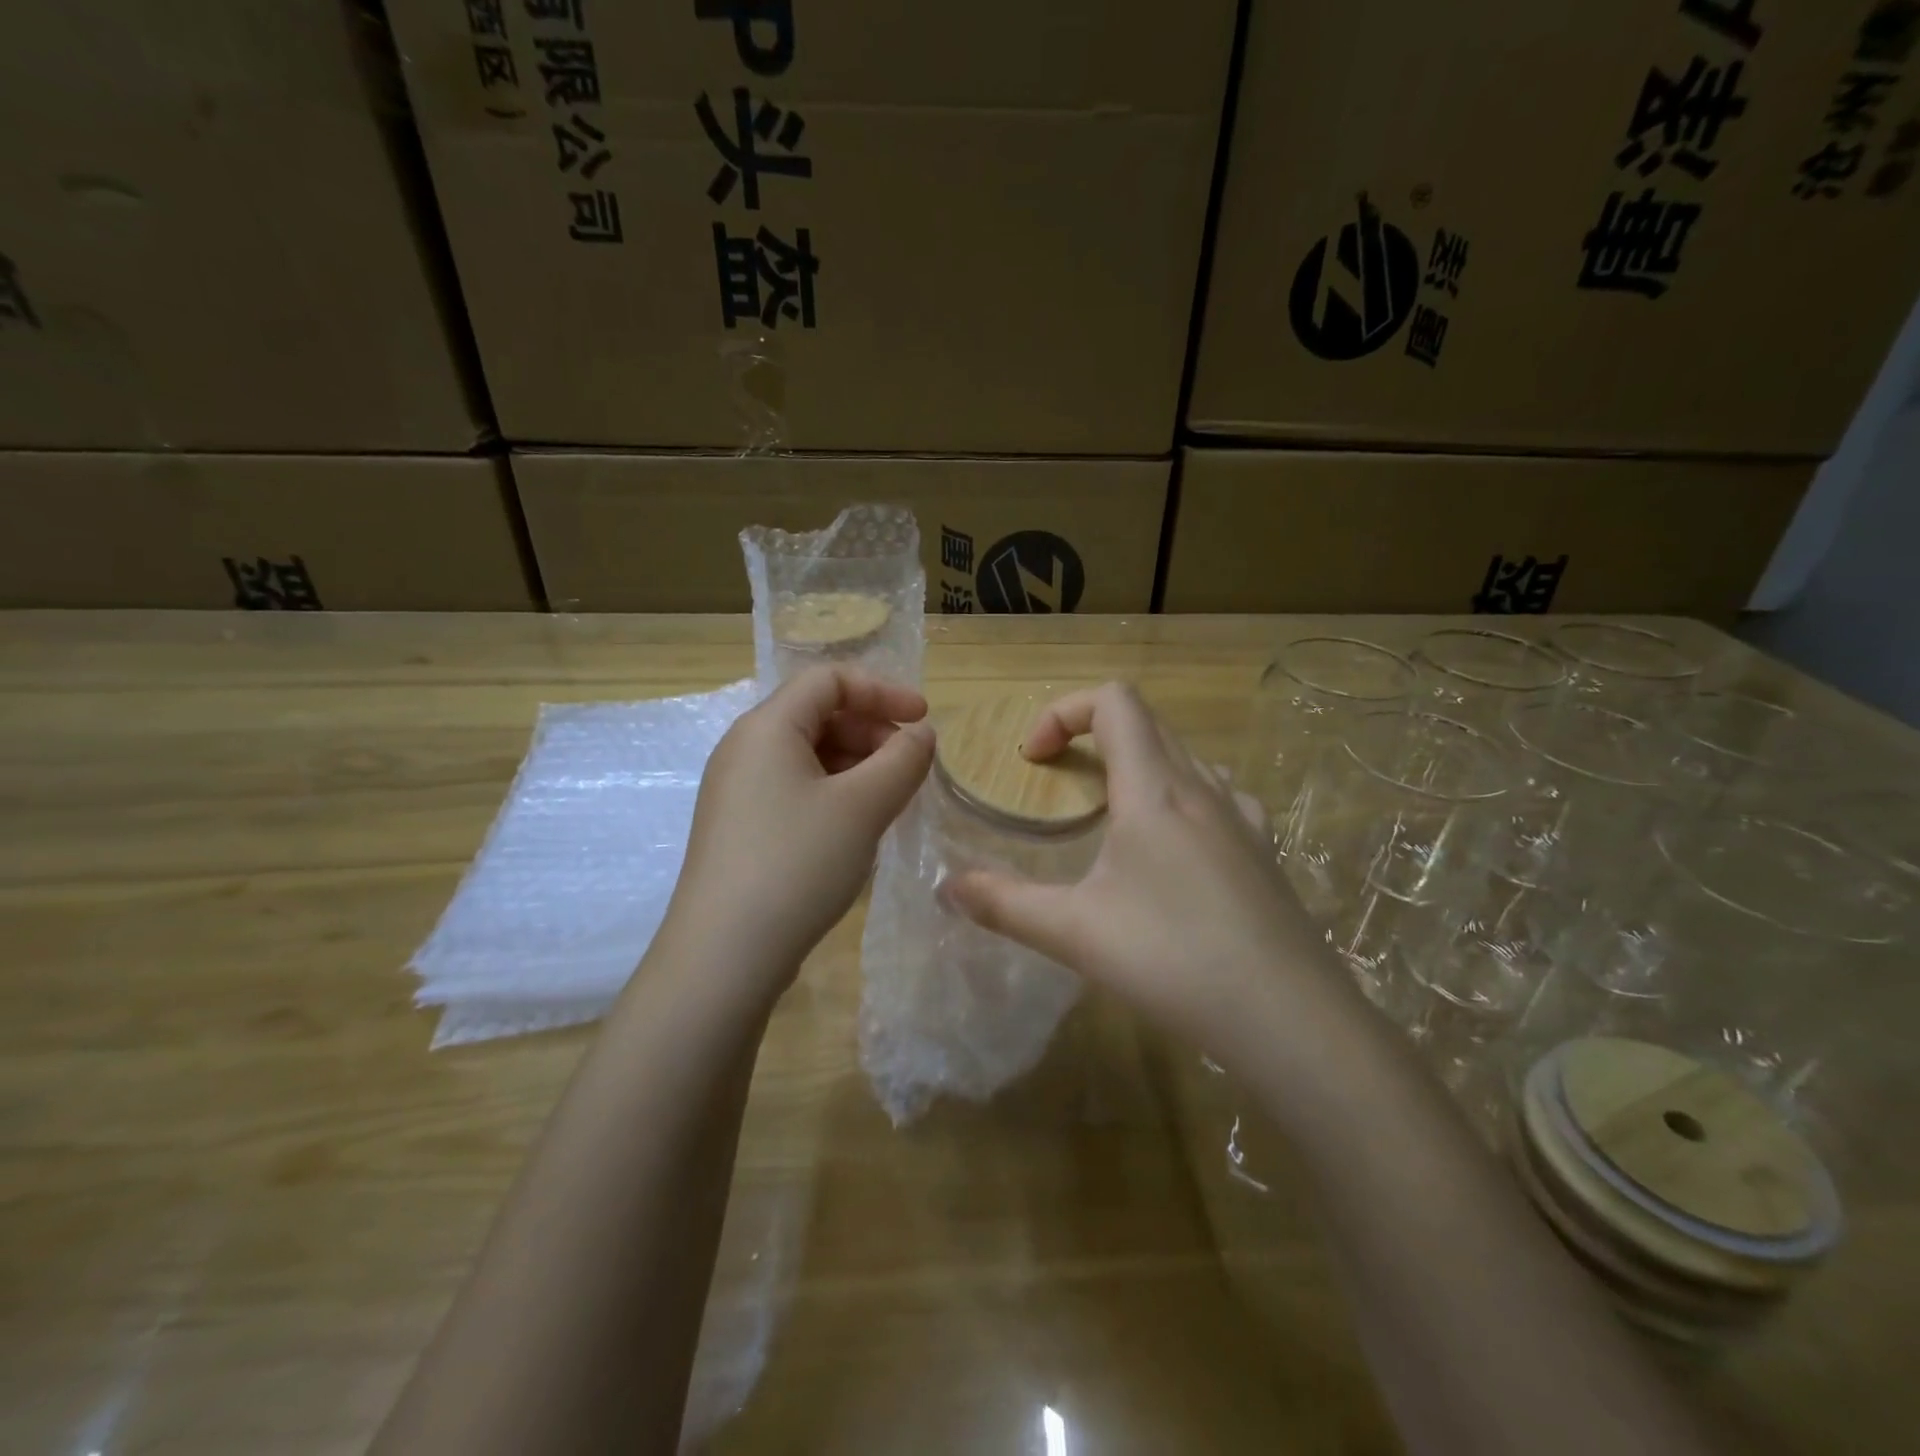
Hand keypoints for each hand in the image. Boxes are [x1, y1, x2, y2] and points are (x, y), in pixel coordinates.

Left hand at [664, 665, 933, 992]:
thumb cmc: (797, 864)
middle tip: (909, 767)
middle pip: (817, 714)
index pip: (829, 680)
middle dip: (871, 730)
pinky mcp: (740, 828)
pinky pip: (795, 789)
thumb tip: (920, 734)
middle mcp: (744, 749)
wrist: (724, 954)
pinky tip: (856, 826)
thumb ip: (902, 760)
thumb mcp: (863, 807)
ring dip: (856, 764)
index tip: (923, 720)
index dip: (882, 690)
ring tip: (890, 799)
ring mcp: (738, 791)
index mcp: (767, 727)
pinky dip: (834, 792)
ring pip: (808, 755)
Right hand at [944, 683, 1348, 1058]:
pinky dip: (1180, 796)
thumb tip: (946, 889)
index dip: (1064, 711)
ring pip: (1185, 756)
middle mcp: (1203, 788)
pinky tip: (1174, 850)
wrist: (1291, 1019)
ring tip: (1112, 816)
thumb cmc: (1174, 960)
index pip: (1114, 702)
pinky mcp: (1265, 851)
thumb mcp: (1075, 933)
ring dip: (1139, 763)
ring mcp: (1243, 818)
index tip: (1034, 760)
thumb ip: (1004, 905)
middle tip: (1060, 783)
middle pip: (1147, 722)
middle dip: (1093, 734)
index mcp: (1155, 790)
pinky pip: (1218, 794)